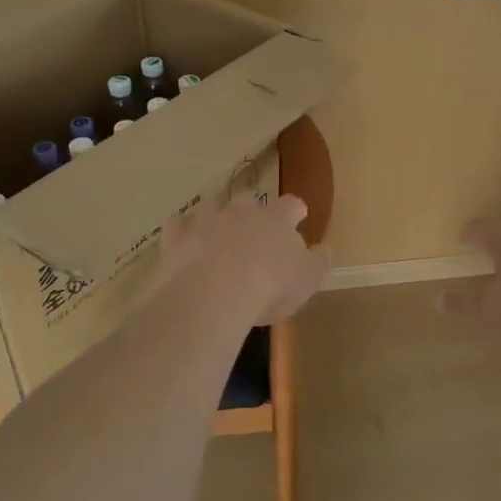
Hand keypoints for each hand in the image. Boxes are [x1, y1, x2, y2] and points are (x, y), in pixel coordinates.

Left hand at [164, 195, 331, 325]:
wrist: (215, 295)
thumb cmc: (270, 287)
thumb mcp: (308, 280)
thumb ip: (319, 261)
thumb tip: (322, 249)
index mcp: (278, 219)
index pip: (292, 205)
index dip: (295, 213)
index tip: (297, 220)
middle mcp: (243, 211)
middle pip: (251, 207)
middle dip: (253, 221)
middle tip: (254, 245)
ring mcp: (208, 220)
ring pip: (214, 211)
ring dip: (217, 224)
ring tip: (217, 245)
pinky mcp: (179, 236)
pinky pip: (178, 227)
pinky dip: (182, 234)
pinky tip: (184, 247)